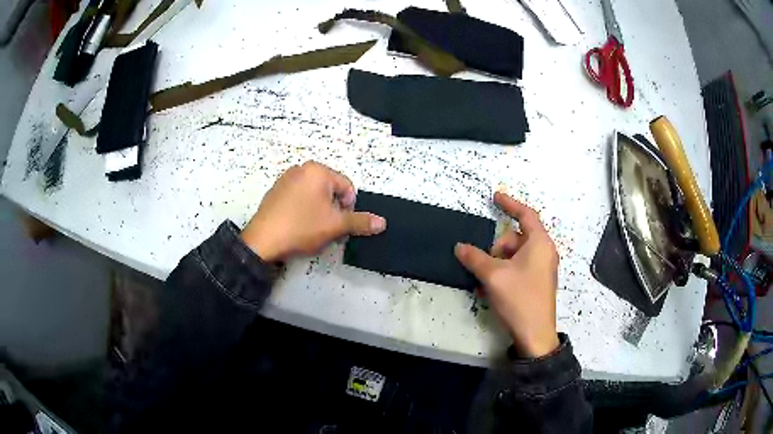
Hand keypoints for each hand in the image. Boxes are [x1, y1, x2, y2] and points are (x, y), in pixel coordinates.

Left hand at [241, 161, 385, 261]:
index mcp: (317, 171)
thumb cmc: (302, 227)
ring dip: (319, 211)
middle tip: (326, 229)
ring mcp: (285, 179)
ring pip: (314, 195)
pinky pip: (298, 198)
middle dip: (333, 210)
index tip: (339, 225)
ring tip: (311, 230)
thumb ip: (360, 222)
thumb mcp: (335, 225)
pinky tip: (297, 226)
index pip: (347, 187)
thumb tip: (383, 222)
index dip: (348, 208)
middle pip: (330, 190)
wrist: (263, 241)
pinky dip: (303, 210)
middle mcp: (301, 169)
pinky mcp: (275, 192)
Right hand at [455, 192, 559, 357]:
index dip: (510, 204)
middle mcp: (543, 252)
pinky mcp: (536, 283)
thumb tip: (460, 247)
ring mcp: (540, 269)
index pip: (526, 215)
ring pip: (513, 256)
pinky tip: (489, 291)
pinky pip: (516, 270)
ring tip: (483, 283)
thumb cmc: (519, 299)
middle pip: (515, 238)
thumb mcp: (493, 276)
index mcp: (539, 243)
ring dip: (495, 266)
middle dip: (496, 249)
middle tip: (485, 267)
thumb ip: (475, 258)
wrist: (535, 335)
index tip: (495, 197)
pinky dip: (502, 275)